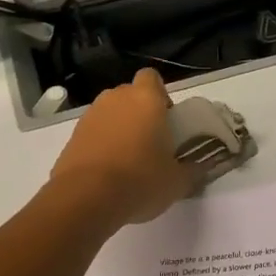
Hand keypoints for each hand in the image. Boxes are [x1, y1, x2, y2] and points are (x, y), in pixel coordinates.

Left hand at [49, 70, 200, 228]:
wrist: (86, 198)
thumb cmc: (141, 180)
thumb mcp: (177, 181)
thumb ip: (193, 170)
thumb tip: (203, 167)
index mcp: (146, 100)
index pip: (151, 77)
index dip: (159, 94)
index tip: (166, 118)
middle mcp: (116, 99)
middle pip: (129, 95)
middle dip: (139, 112)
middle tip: (151, 141)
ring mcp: (90, 116)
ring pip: (109, 113)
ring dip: (118, 128)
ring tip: (128, 159)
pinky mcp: (72, 137)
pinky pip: (93, 133)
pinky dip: (100, 145)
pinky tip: (108, 172)